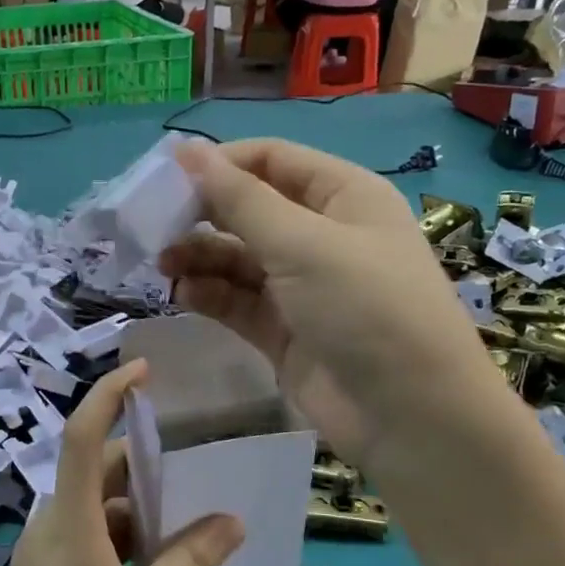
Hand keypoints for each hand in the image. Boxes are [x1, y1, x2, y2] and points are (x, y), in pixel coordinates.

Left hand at [0, 360, 243, 565]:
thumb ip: (191, 560)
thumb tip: (233, 521)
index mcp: (70, 516)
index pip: (82, 435)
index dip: (109, 394)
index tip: (143, 370)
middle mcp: (51, 518)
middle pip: (96, 469)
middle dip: (141, 462)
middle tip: (189, 465)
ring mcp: (44, 544)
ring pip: (94, 503)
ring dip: (135, 503)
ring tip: (182, 517)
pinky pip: (86, 528)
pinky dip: (119, 529)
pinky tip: (151, 558)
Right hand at [160, 138, 509, 476]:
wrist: (411, 417)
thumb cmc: (365, 308)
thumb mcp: (303, 243)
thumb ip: (239, 199)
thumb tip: (186, 148)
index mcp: (343, 196)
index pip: (271, 159)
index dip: (220, 162)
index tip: (165, 176)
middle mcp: (322, 235)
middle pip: (250, 208)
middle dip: (202, 213)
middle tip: (153, 225)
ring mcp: (302, 286)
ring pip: (238, 257)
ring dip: (200, 255)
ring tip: (162, 263)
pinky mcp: (283, 330)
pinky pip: (237, 300)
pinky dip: (210, 294)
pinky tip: (184, 294)